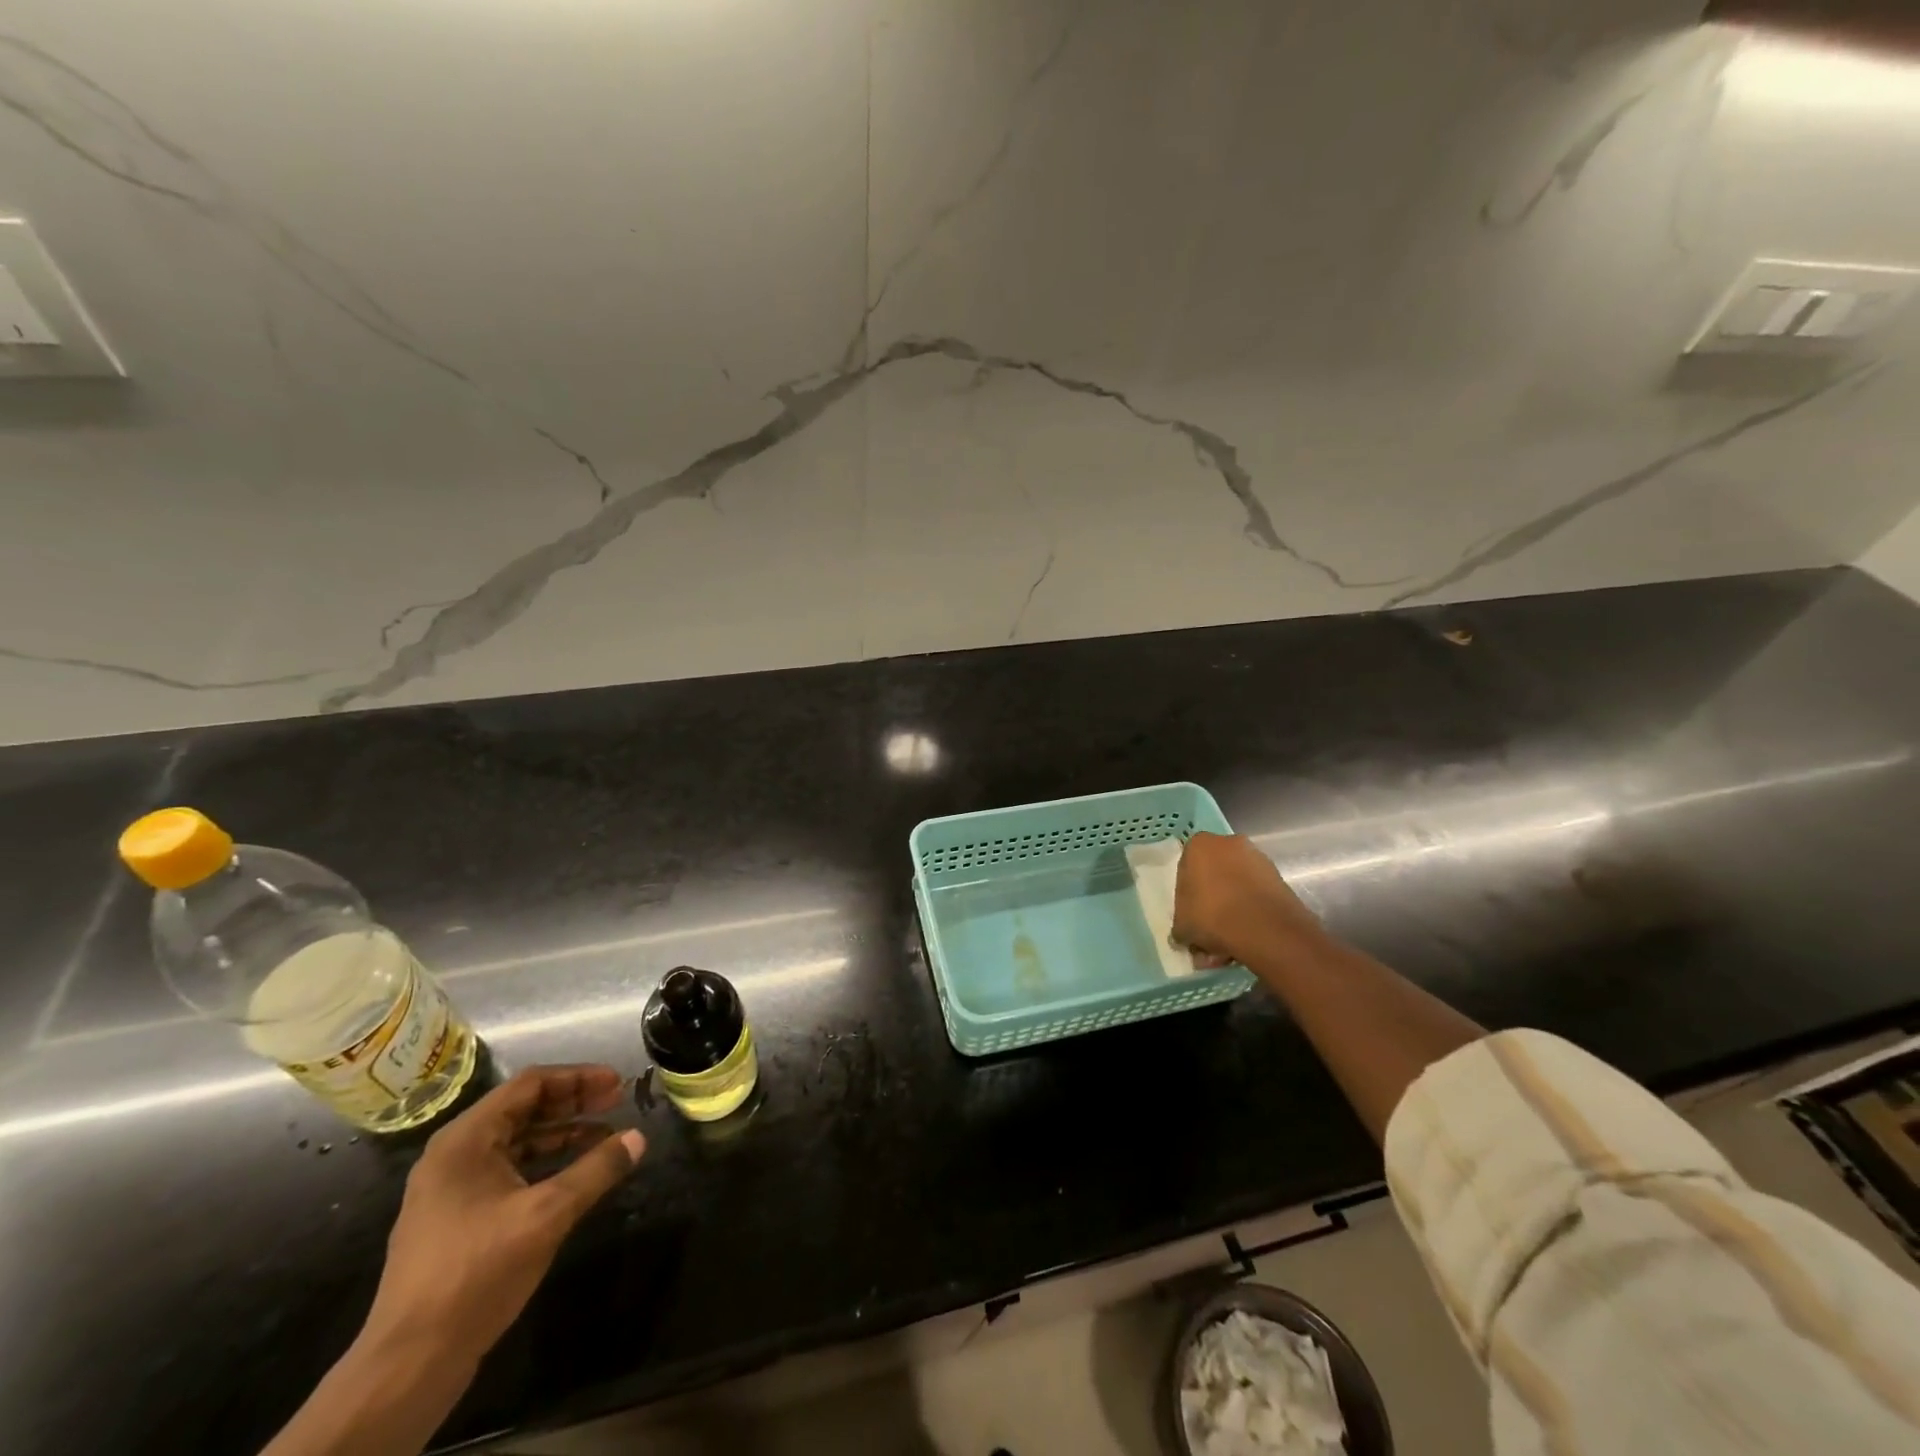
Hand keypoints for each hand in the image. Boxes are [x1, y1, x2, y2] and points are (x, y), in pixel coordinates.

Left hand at [363, 1065, 644, 1366]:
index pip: (530, 1084)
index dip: (579, 1078)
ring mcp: (452, 1190)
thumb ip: (596, 1170)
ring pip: (517, 1141)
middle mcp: (454, 1155)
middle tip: (618, 1103)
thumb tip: (639, 1138)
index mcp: (465, 1140)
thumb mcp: (547, 1215)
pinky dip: (545, 1163)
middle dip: (574, 1103)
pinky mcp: (457, 1220)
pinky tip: (575, 1175)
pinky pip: (509, 1171)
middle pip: (523, 1109)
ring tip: (606, 1137)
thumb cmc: (476, 1273)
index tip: (618, 1084)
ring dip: (563, 1133)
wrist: (408, 1366)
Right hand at [1174, 831, 1326, 967]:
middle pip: (1214, 874)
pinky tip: (1246, 939)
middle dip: (1211, 902)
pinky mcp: (1279, 877)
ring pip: (1237, 887)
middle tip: (1208, 932)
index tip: (1190, 915)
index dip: (1187, 895)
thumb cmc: (1211, 915)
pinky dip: (1251, 914)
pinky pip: (1256, 896)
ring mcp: (1257, 858)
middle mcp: (1228, 843)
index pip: (1186, 868)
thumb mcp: (1181, 925)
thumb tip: (1184, 933)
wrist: (1264, 928)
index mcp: (1199, 845)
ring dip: (1232, 911)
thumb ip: (1181, 924)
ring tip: (1228, 944)